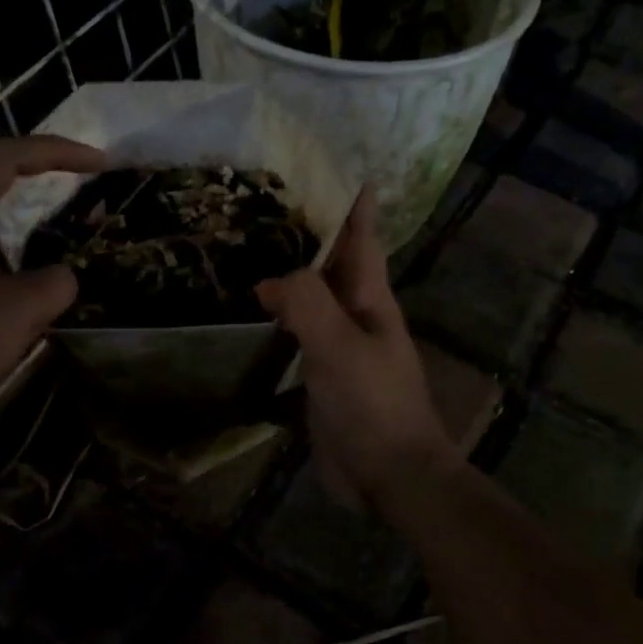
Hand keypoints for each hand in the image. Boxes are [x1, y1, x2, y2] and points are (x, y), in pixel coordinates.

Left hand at [0, 134, 106, 444]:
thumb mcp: (21, 310)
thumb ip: (56, 282)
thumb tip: (63, 276)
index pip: (10, 155)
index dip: (59, 151)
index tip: (100, 163)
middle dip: (42, 171)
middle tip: (83, 180)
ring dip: (26, 209)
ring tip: (64, 219)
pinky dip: (11, 242)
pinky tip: (29, 269)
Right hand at [256, 191, 456, 509]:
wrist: (389, 475)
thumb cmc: (374, 405)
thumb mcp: (340, 347)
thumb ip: (307, 304)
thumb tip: (270, 279)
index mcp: (371, 301)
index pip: (362, 241)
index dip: (355, 206)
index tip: (342, 168)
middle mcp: (356, 317)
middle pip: (332, 265)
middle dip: (310, 235)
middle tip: (271, 205)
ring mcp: (338, 348)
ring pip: (311, 300)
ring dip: (291, 277)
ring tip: (253, 251)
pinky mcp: (321, 378)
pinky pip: (297, 337)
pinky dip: (279, 320)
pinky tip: (254, 315)